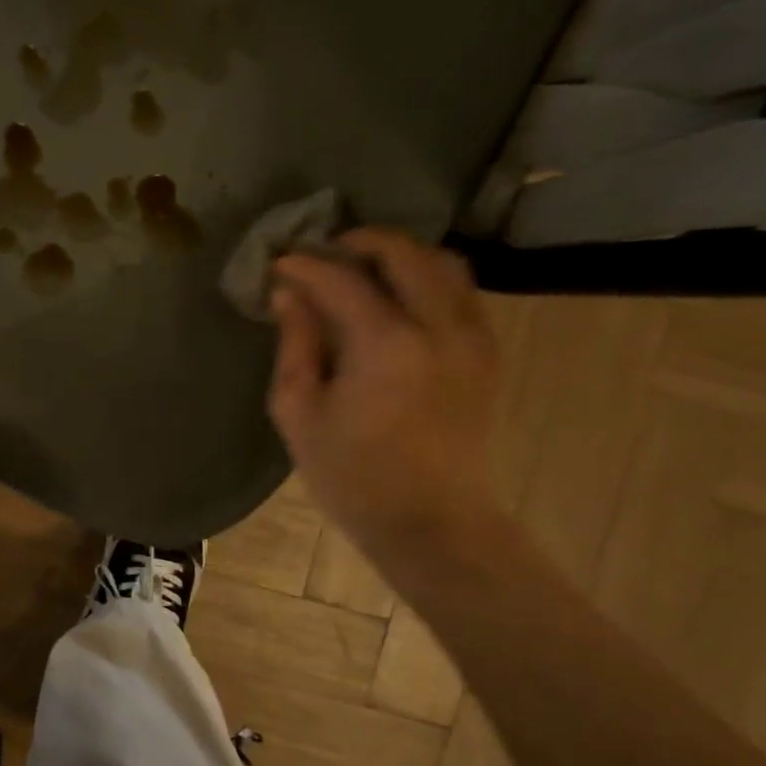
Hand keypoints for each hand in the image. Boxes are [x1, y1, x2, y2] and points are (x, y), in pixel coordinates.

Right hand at [266, 229, 501, 552]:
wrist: (431, 523)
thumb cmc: (352, 475)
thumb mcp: (299, 411)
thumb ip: (294, 343)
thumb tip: (287, 294)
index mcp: (386, 344)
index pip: (340, 278)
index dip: (304, 264)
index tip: (279, 262)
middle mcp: (439, 327)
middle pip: (403, 252)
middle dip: (358, 242)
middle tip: (322, 254)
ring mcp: (473, 338)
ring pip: (443, 264)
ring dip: (399, 256)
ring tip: (361, 270)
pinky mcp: (487, 354)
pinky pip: (461, 292)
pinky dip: (426, 280)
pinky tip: (395, 300)